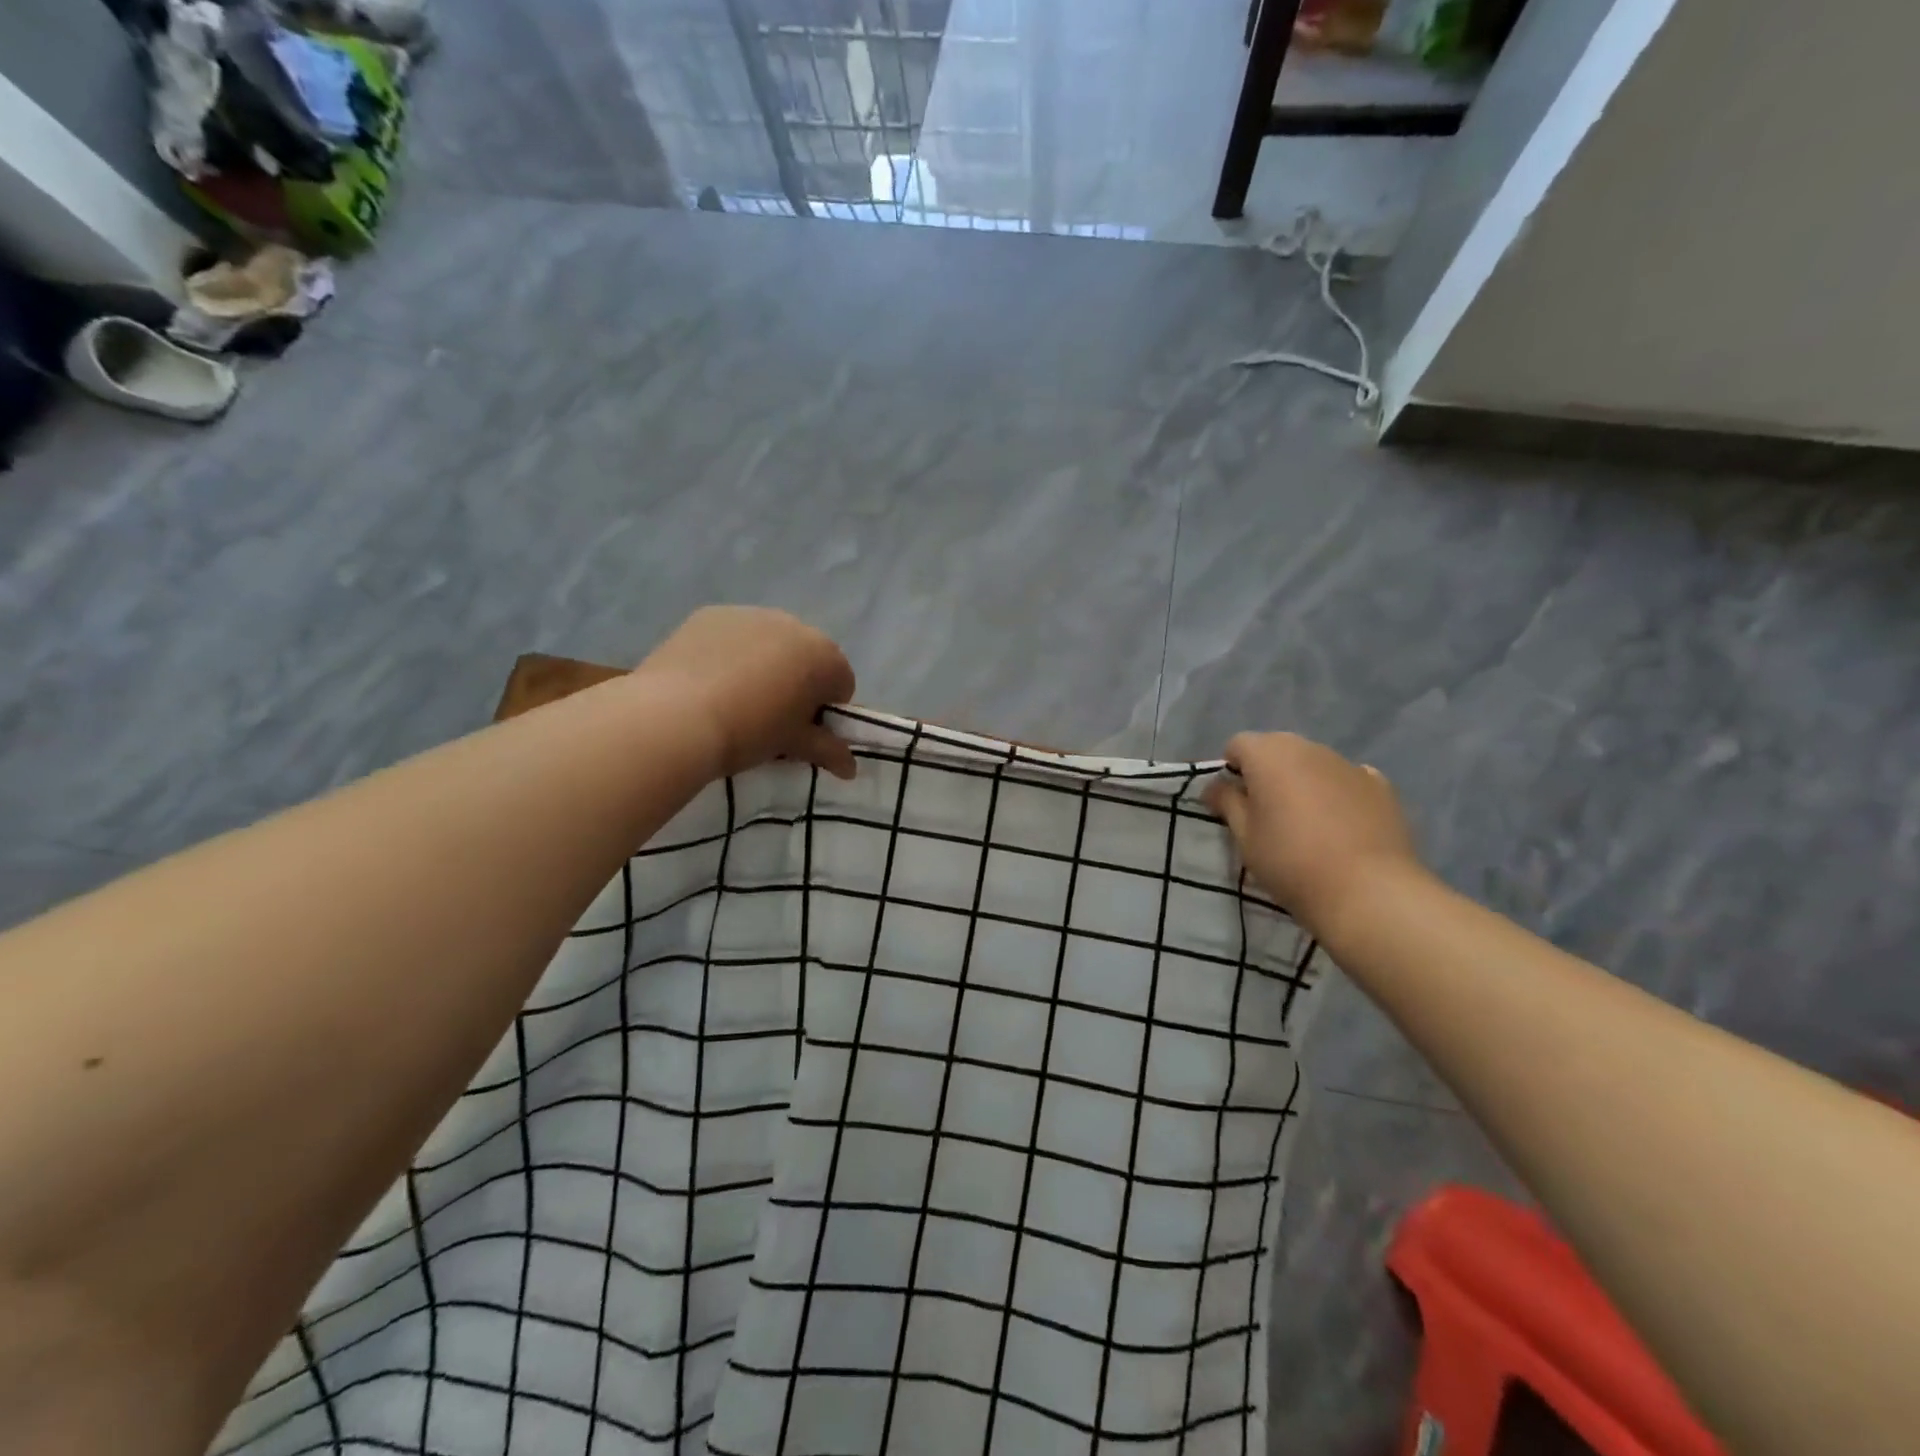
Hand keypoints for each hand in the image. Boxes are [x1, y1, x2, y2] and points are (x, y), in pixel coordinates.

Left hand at [636, 607, 857, 779]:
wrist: (675, 717)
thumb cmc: (749, 732)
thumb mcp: (793, 745)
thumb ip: (828, 751)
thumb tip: (851, 768)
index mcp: (825, 657)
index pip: (841, 685)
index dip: (825, 711)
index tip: (802, 731)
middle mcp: (794, 625)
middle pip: (807, 658)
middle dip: (798, 682)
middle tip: (770, 716)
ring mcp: (751, 614)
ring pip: (770, 643)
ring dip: (766, 665)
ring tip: (735, 698)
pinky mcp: (712, 614)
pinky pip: (735, 635)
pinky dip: (731, 653)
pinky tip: (709, 681)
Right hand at [1204, 732, 1423, 934]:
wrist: (1368, 891)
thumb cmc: (1291, 861)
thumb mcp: (1245, 837)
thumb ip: (1227, 803)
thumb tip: (1216, 786)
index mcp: (1269, 754)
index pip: (1238, 745)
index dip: (1231, 771)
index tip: (1233, 803)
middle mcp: (1308, 748)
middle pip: (1276, 749)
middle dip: (1266, 772)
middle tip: (1265, 813)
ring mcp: (1348, 764)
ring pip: (1312, 763)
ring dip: (1301, 781)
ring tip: (1305, 823)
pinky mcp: (1380, 785)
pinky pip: (1345, 779)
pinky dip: (1336, 792)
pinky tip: (1340, 825)